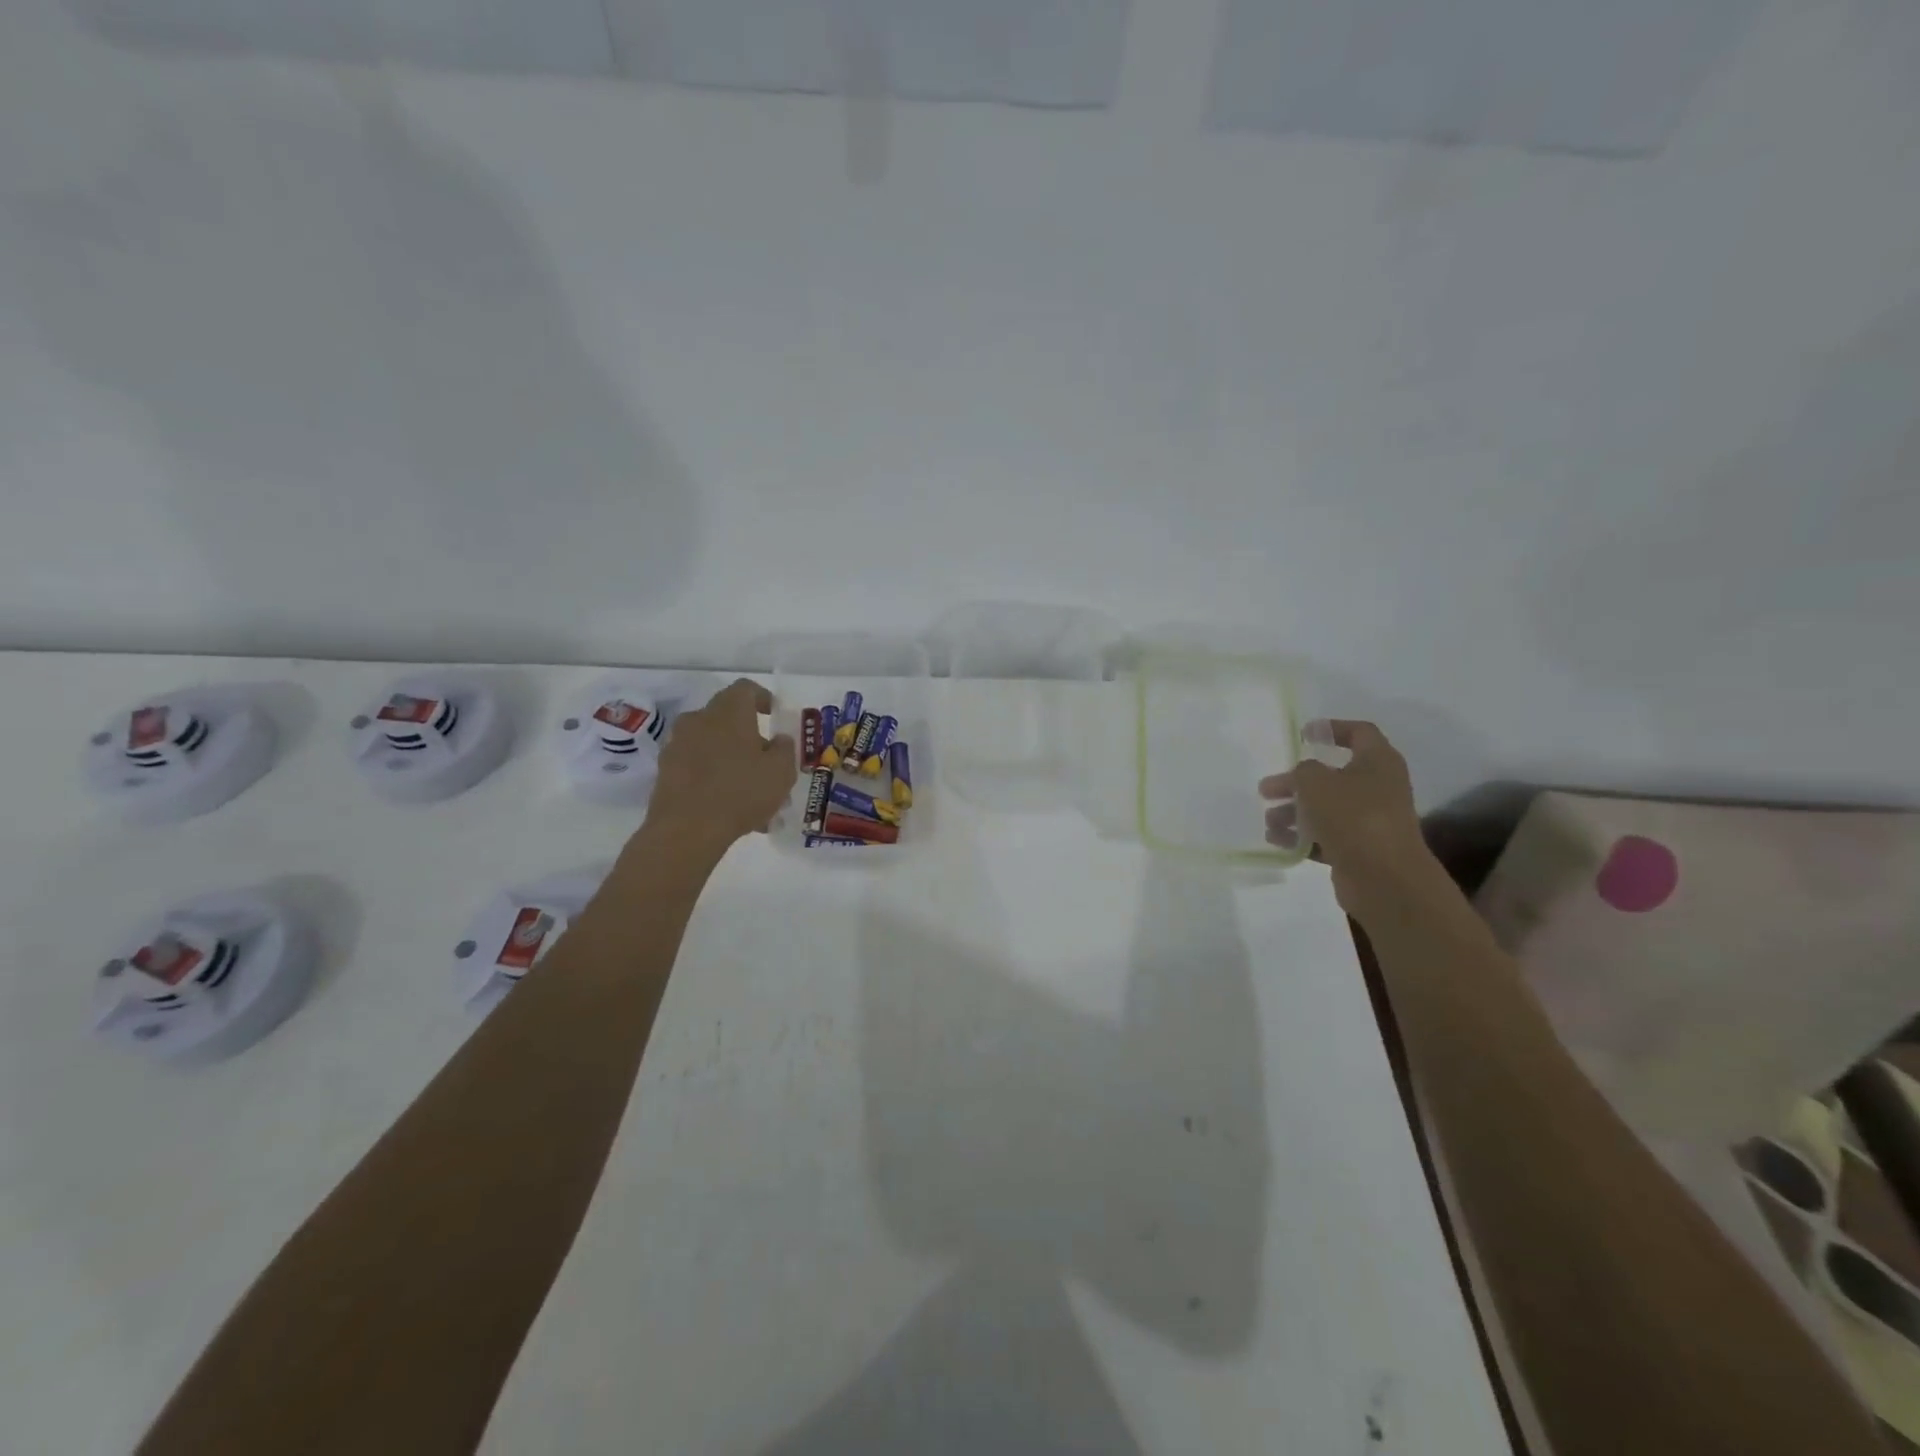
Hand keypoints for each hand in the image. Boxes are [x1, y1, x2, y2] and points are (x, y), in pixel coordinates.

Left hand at [643, 678, 796, 856]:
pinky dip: (714, 779)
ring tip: (753, 794)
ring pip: (713, 746)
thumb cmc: (741, 791)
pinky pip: (698, 768)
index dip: (762, 698)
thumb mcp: (781, 771)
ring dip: (732, 761)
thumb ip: (785, 749)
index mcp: (728, 711)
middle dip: (750, 737)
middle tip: (768, 762)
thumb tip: (778, 740)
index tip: (774, 716)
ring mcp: (677, 746)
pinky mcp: (665, 772)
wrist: (686, 830)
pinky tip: (731, 808)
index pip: (745, 689)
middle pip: (727, 719)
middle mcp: (698, 720)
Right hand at [1261, 720, 1441, 924]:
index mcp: (1378, 762)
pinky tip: (1279, 841)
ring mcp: (1370, 820)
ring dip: (1294, 812)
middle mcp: (1378, 787)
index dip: (1332, 729)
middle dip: (1296, 782)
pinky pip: (1326, 836)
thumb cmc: (1353, 816)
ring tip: (1270, 823)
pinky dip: (1303, 837)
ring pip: (1325, 808)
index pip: (1360, 732)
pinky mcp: (1360, 849)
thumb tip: (1304, 776)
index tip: (1303, 735)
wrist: (1385, 878)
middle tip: (1267, 789)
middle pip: (1332, 776)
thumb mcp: (1316, 782)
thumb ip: (1303, 771)